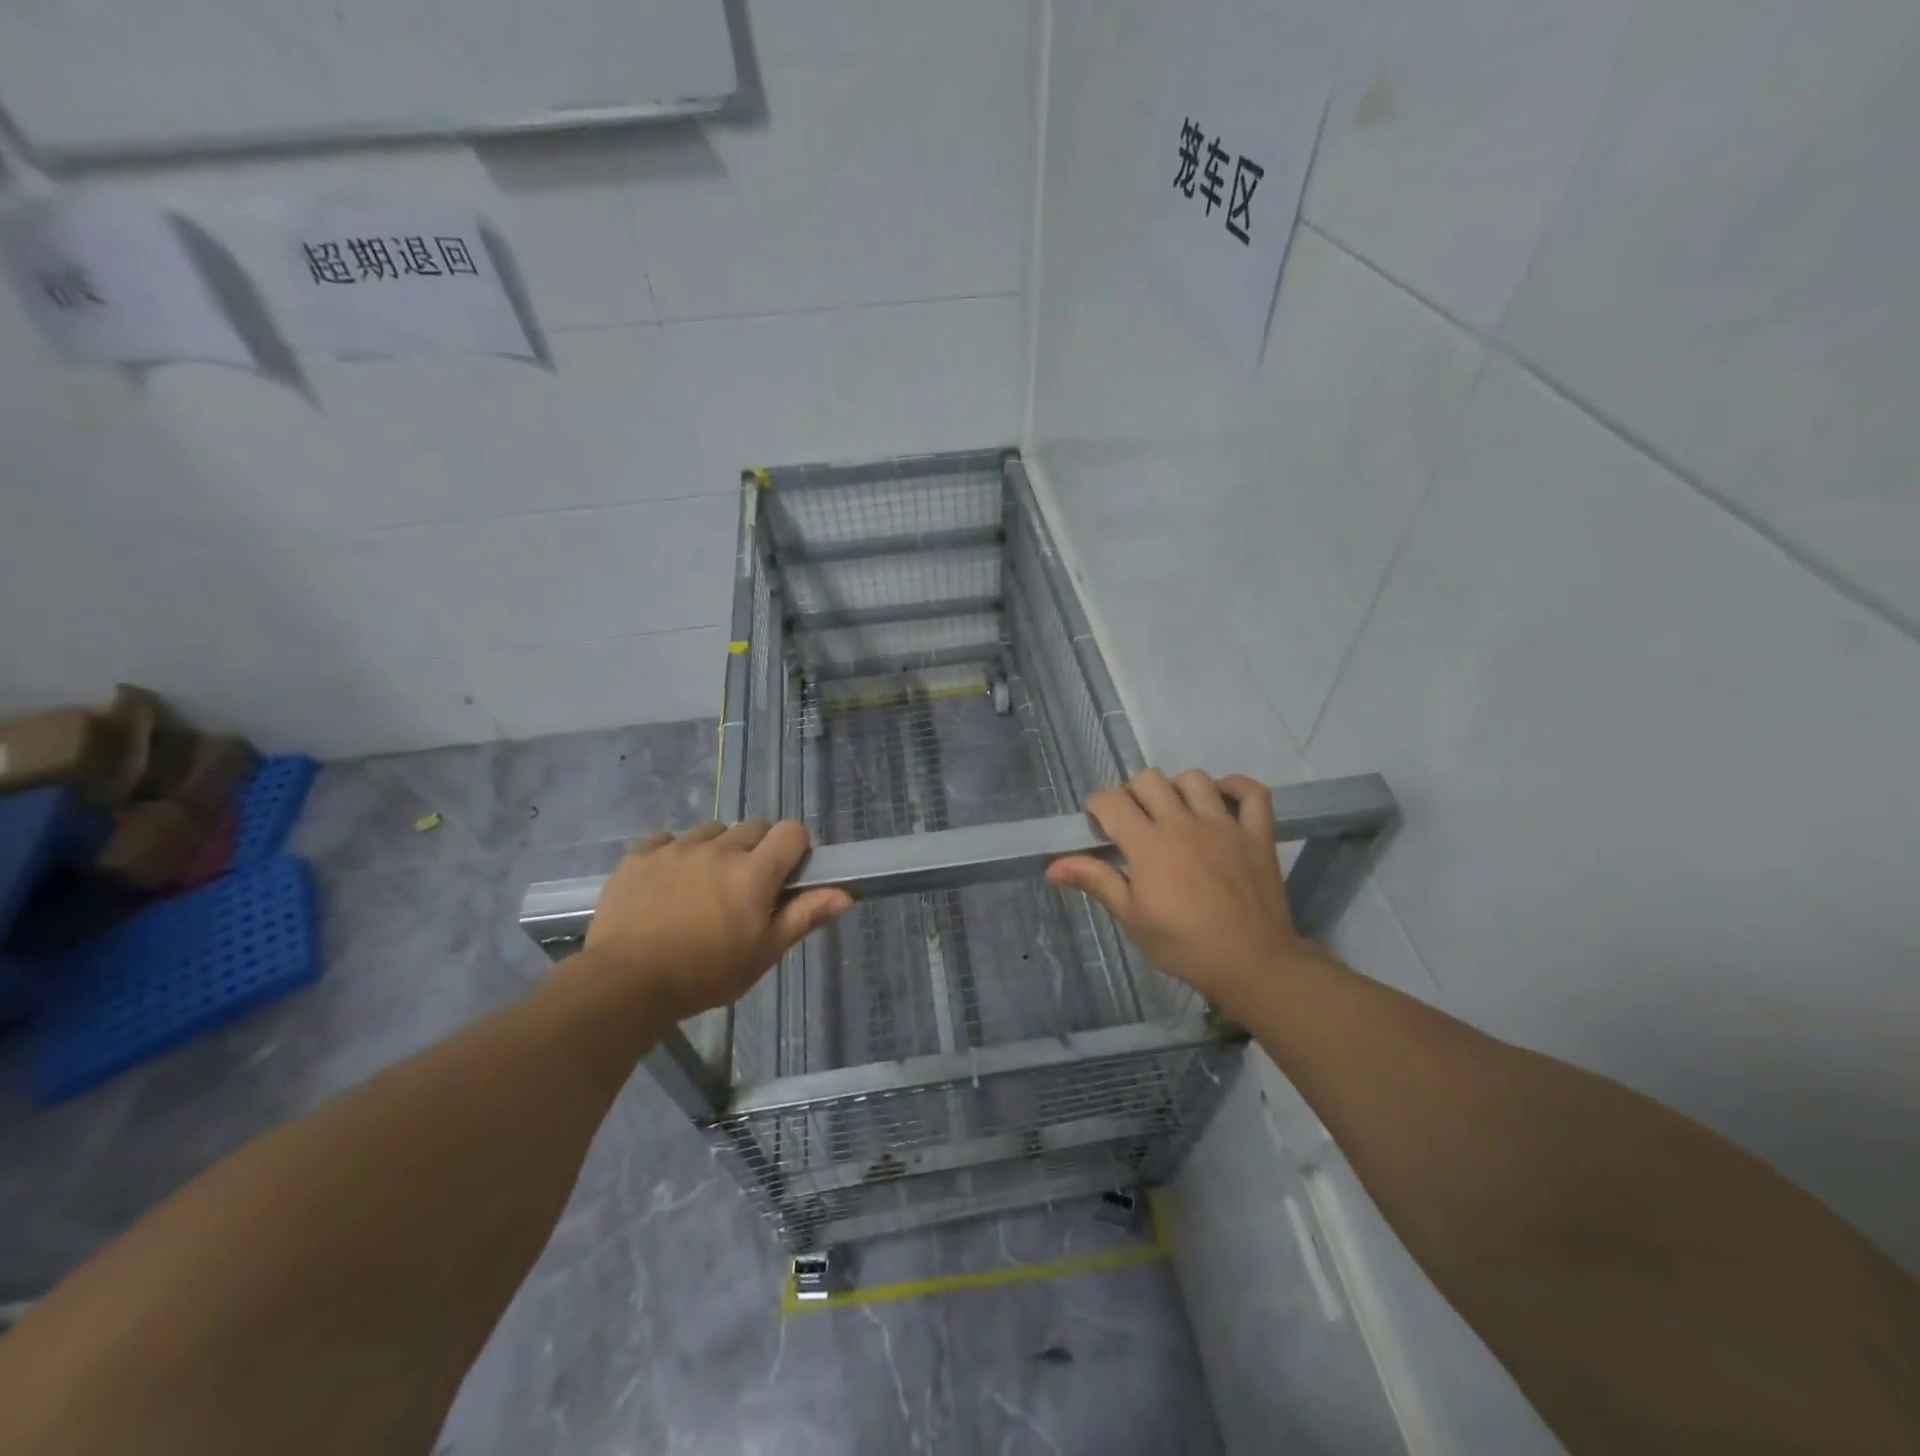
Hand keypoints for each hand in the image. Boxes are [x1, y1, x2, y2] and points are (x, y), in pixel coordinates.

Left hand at [580, 820, 851, 1020]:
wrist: (625, 983)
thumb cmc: (705, 974)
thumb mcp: (763, 952)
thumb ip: (804, 916)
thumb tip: (846, 894)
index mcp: (754, 872)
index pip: (791, 832)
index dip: (796, 848)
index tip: (787, 875)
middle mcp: (719, 849)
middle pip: (753, 827)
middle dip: (758, 850)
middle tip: (745, 888)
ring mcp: (676, 848)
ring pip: (711, 832)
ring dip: (717, 850)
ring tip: (703, 887)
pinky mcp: (640, 856)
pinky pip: (668, 840)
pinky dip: (676, 855)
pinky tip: (668, 886)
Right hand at [1045, 770, 1321, 1007]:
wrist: (1251, 963)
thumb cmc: (1184, 945)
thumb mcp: (1132, 918)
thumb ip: (1097, 881)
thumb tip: (1052, 866)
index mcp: (1149, 844)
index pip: (1111, 800)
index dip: (1097, 806)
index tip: (1099, 828)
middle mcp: (1183, 823)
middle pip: (1149, 779)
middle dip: (1133, 793)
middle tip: (1134, 823)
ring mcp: (1224, 824)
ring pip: (1195, 779)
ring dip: (1178, 789)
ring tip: (1175, 814)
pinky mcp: (1257, 834)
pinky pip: (1252, 792)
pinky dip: (1236, 788)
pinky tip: (1221, 801)